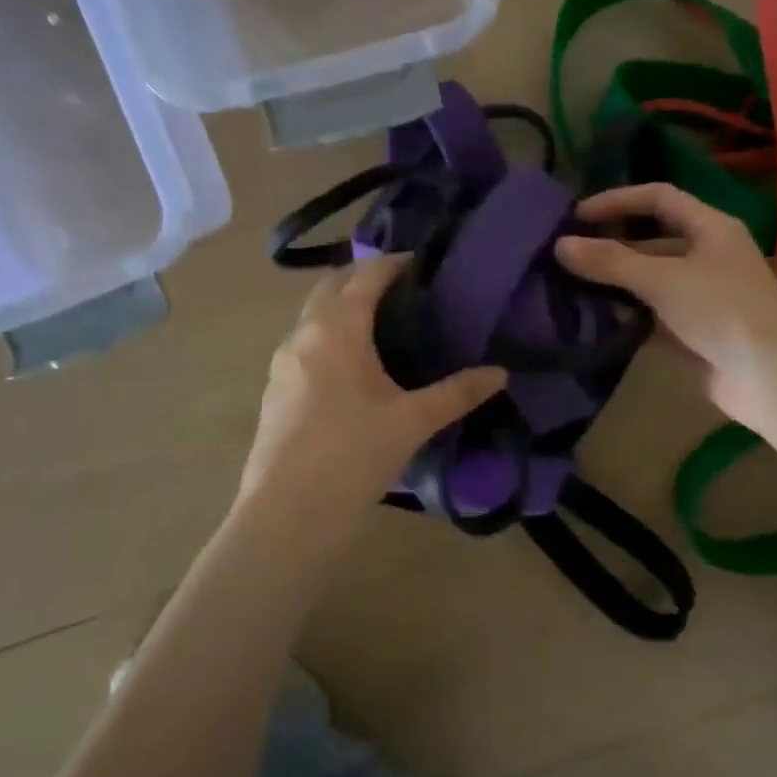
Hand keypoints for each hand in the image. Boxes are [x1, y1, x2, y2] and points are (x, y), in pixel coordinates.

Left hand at [236, 256, 506, 533]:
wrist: (288, 513)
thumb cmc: (354, 455)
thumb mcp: (413, 421)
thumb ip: (458, 392)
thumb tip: (500, 373)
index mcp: (336, 328)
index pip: (367, 275)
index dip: (396, 263)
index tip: (424, 263)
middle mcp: (303, 333)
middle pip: (332, 285)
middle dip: (365, 277)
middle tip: (406, 290)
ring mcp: (282, 361)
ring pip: (314, 315)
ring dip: (343, 306)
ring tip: (384, 324)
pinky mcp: (275, 388)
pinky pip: (305, 343)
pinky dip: (330, 335)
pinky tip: (354, 366)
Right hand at [556, 184, 776, 438]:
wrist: (772, 377)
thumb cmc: (722, 310)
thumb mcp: (663, 279)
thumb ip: (611, 261)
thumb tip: (560, 245)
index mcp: (710, 228)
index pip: (658, 198)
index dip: (618, 200)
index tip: (576, 216)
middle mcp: (707, 256)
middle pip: (652, 240)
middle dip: (611, 245)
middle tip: (566, 255)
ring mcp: (702, 296)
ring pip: (650, 281)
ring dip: (615, 283)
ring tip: (569, 287)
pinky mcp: (695, 333)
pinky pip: (653, 316)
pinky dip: (627, 316)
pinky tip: (594, 320)